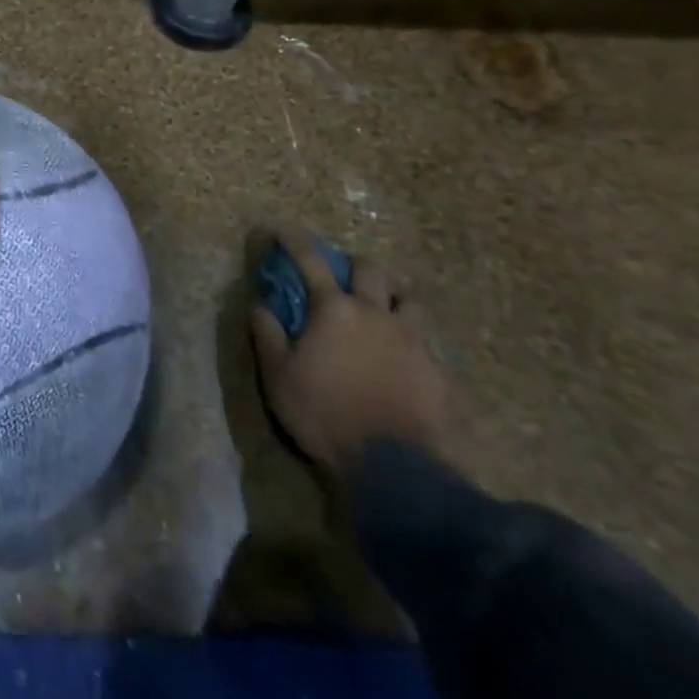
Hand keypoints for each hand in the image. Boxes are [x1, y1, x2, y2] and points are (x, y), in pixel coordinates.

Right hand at [250, 231, 449, 477]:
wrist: (395, 468)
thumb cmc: (325, 414)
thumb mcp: (278, 377)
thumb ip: (267, 336)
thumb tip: (260, 305)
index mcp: (335, 310)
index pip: (310, 261)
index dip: (294, 242)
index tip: (283, 231)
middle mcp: (376, 314)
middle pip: (372, 271)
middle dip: (356, 265)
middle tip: (346, 274)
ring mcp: (413, 341)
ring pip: (410, 301)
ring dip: (395, 297)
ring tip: (387, 309)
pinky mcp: (438, 371)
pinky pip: (428, 342)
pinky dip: (414, 338)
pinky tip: (407, 355)